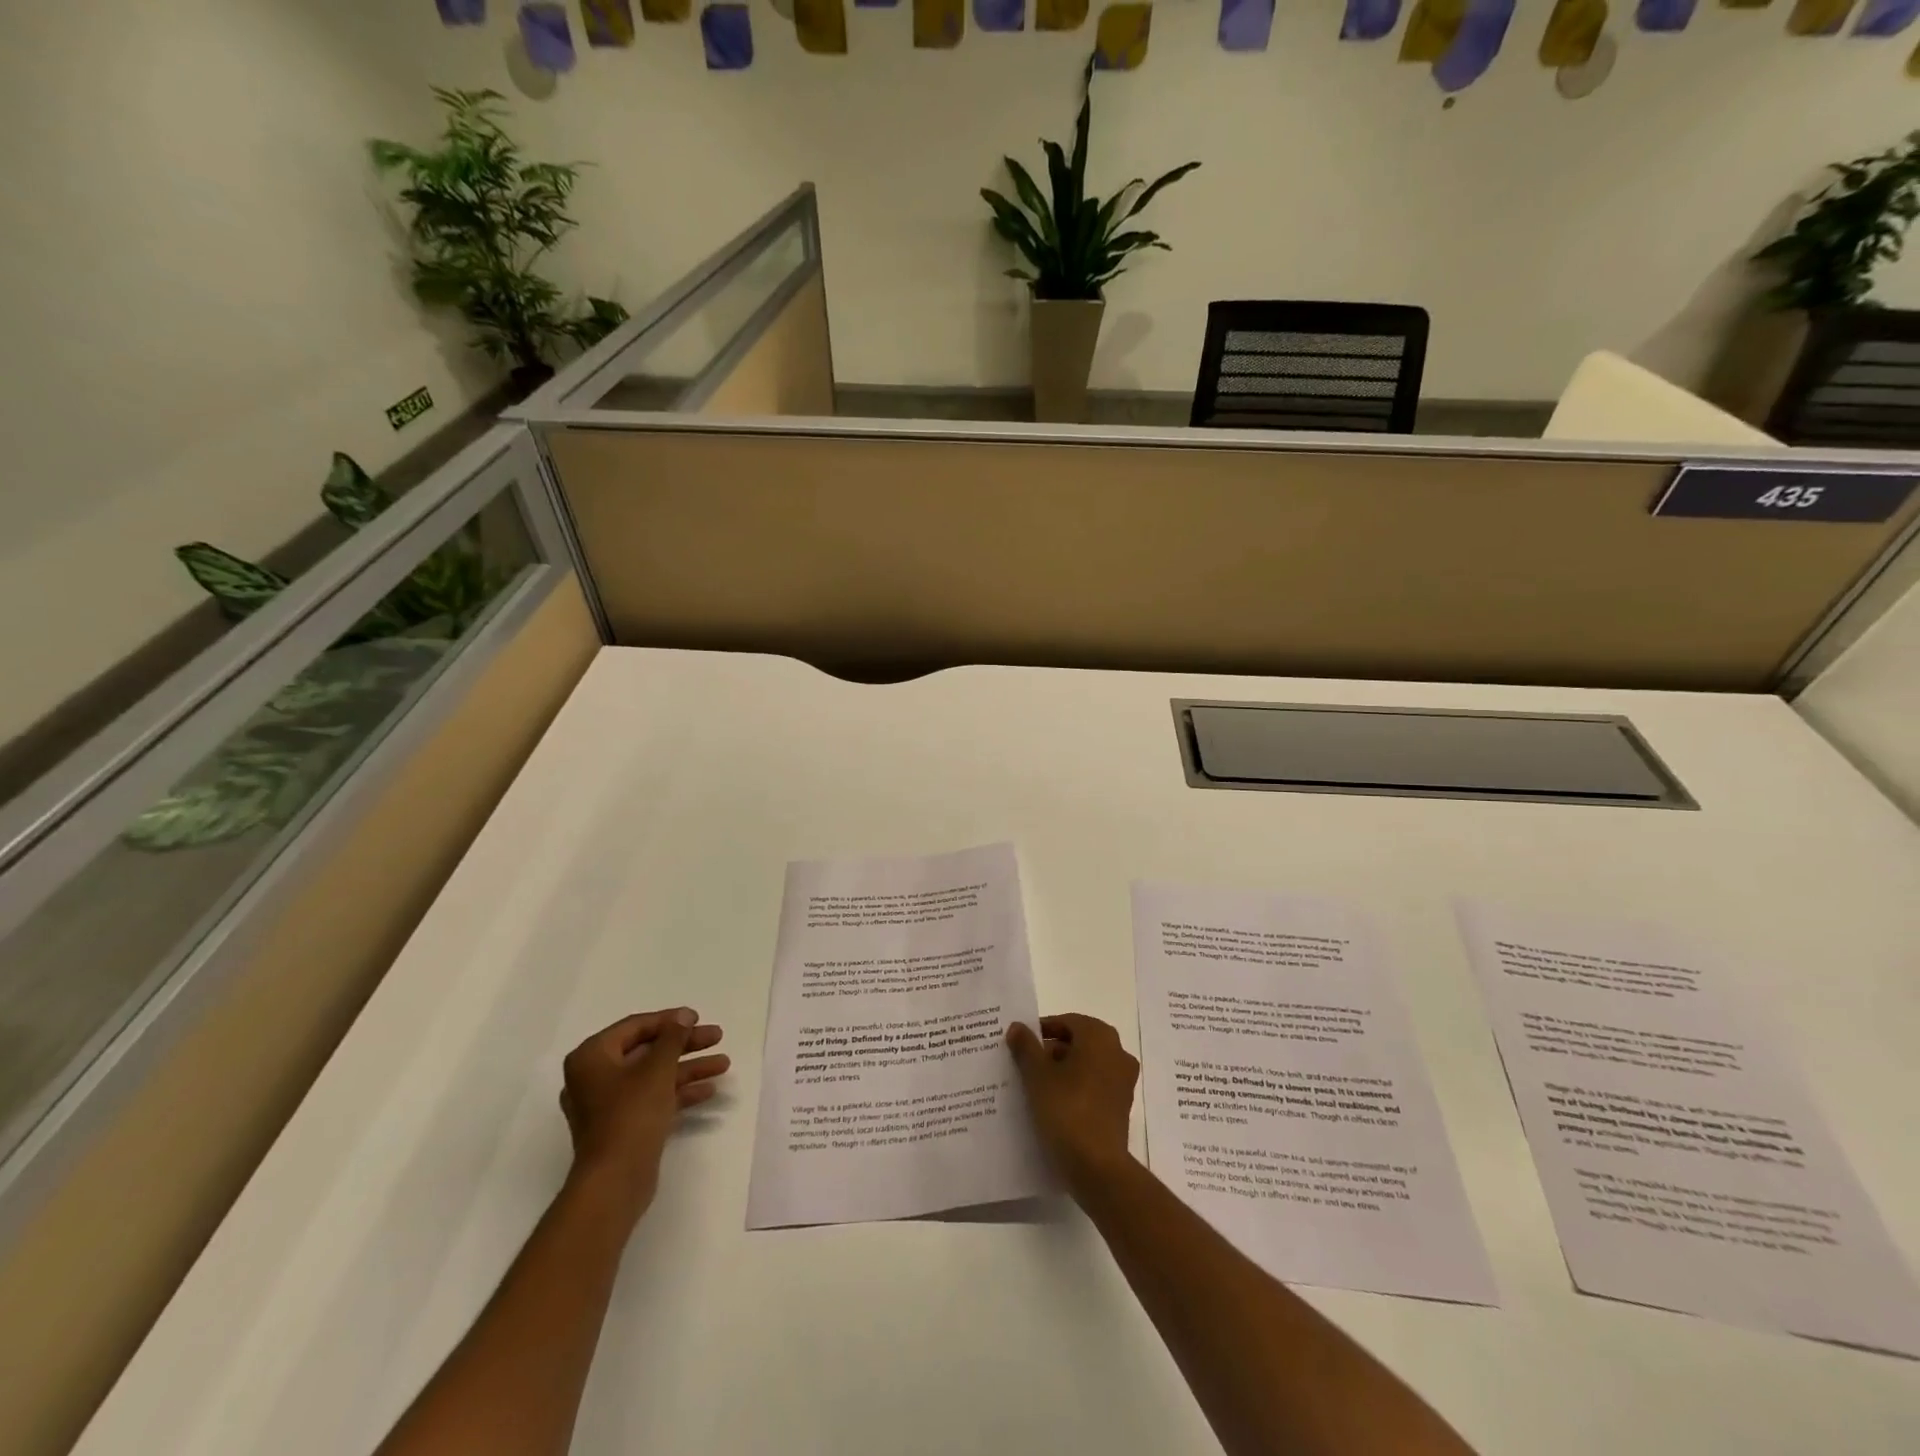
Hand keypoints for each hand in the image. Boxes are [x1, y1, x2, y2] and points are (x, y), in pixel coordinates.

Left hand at [559, 1008, 727, 1222]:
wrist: (615, 1181)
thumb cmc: (631, 1114)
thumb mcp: (657, 1068)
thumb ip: (673, 1037)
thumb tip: (682, 1016)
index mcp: (592, 1057)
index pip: (635, 1026)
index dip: (669, 1020)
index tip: (698, 1018)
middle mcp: (595, 1077)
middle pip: (647, 1050)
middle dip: (685, 1045)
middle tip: (717, 1037)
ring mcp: (608, 1104)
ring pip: (653, 1075)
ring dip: (688, 1068)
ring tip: (724, 1064)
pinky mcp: (622, 1126)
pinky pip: (652, 1098)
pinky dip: (678, 1092)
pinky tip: (709, 1090)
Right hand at [1006, 1013, 1138, 1194]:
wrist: (1097, 1167)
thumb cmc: (1067, 1110)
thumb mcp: (1037, 1075)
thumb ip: (1026, 1047)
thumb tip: (1017, 1027)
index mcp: (1100, 1037)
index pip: (1066, 1022)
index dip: (1041, 1030)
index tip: (1020, 1044)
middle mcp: (1117, 1052)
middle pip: (1078, 1042)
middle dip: (1051, 1051)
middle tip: (1025, 1063)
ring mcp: (1123, 1081)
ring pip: (1086, 1065)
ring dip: (1063, 1070)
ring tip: (1035, 1085)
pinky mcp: (1121, 1106)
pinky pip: (1094, 1086)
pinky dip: (1075, 1088)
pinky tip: (1053, 1104)